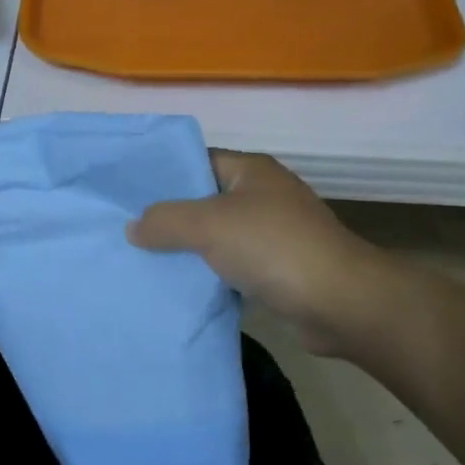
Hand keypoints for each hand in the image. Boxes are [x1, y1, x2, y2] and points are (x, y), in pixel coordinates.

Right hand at [128, 151, 380, 355]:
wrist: (339, 302)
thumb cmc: (273, 248)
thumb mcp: (209, 225)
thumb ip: (165, 220)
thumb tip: (134, 227)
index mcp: (251, 171)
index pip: (197, 162)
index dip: (163, 176)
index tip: (126, 196)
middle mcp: (263, 197)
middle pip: (204, 202)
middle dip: (168, 219)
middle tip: (125, 234)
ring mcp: (272, 235)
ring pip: (216, 238)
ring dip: (186, 252)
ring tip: (142, 262)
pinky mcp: (276, 271)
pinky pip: (230, 267)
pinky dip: (208, 276)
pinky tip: (178, 288)